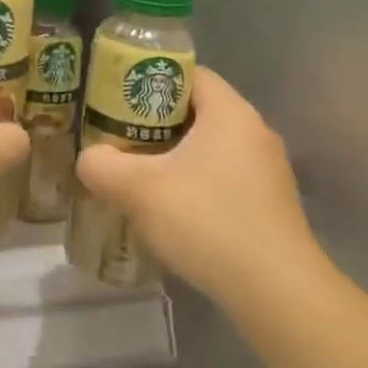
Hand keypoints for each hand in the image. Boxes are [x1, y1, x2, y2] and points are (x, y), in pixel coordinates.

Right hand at [75, 67, 322, 307]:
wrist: (277, 293)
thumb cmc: (208, 221)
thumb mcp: (138, 189)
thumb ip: (102, 165)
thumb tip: (90, 159)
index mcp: (230, 112)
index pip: (188, 73)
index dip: (150, 80)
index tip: (118, 99)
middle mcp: (255, 131)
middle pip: (197, 110)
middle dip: (156, 121)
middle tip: (120, 137)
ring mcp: (269, 170)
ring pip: (211, 147)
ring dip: (175, 156)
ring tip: (140, 175)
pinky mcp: (272, 204)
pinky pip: (225, 176)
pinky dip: (197, 182)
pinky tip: (173, 210)